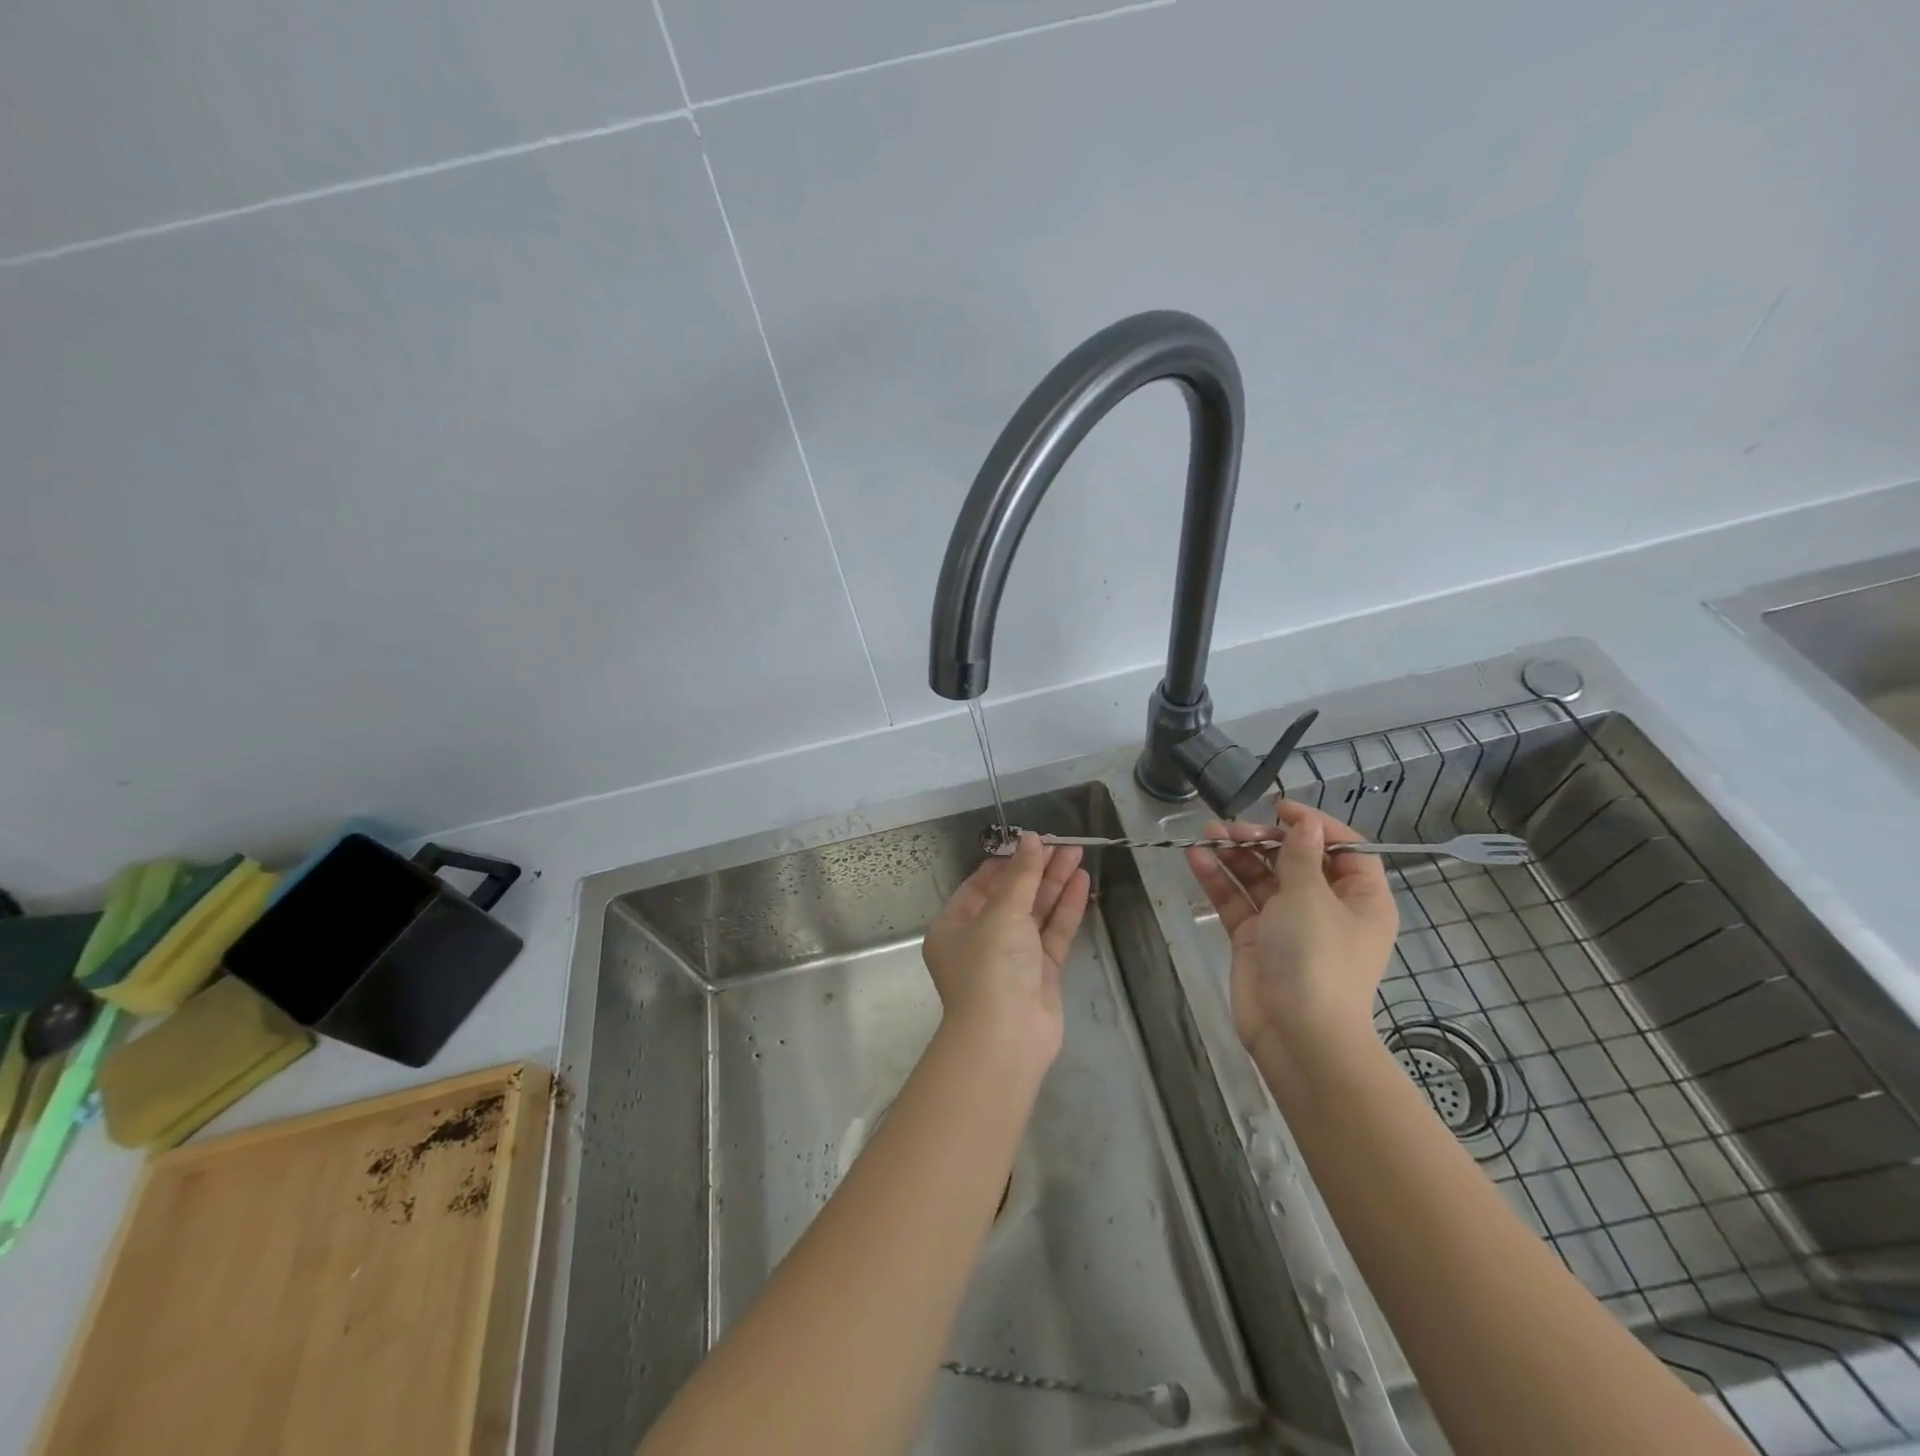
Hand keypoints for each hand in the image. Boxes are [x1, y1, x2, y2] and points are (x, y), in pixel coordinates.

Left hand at [923, 833, 1090, 1069]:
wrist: (1006, 1039)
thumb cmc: (990, 967)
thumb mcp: (1002, 913)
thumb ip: (1021, 875)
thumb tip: (1031, 839)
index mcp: (955, 925)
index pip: (981, 884)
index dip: (1007, 861)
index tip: (1032, 841)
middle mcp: (981, 940)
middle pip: (1012, 896)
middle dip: (1037, 870)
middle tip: (1064, 843)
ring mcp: (1012, 958)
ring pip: (1035, 913)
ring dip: (1055, 884)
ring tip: (1078, 854)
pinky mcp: (1040, 974)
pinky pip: (1053, 934)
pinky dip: (1066, 909)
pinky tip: (1082, 883)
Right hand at [1186, 800, 1398, 1072]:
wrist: (1297, 1034)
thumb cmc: (1317, 958)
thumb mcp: (1312, 898)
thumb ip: (1301, 856)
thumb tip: (1305, 822)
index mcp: (1359, 898)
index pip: (1344, 849)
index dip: (1314, 825)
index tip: (1279, 809)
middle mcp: (1326, 907)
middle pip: (1295, 860)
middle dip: (1263, 839)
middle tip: (1232, 828)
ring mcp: (1287, 924)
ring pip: (1260, 878)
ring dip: (1235, 855)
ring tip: (1206, 834)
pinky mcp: (1255, 939)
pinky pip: (1237, 901)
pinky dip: (1218, 879)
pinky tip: (1196, 857)